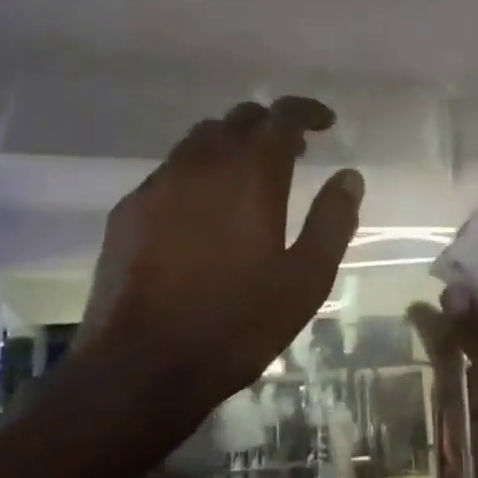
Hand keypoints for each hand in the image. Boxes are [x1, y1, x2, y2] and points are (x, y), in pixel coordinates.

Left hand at [79, 96, 362, 431]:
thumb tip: (350, 177)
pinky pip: (169, 172)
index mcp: (249, 175)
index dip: (306, 111)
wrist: (142, 366)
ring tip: (248, 177)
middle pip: (237, 119)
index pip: (280, 116)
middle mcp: (200, 165)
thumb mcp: (305, 279)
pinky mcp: (127, 211)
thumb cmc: (237, 323)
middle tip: (293, 152)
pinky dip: (197, 173)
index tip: (325, 122)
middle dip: (269, 126)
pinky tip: (203, 211)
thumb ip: (332, 221)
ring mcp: (157, 185)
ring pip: (198, 140)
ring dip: (231, 145)